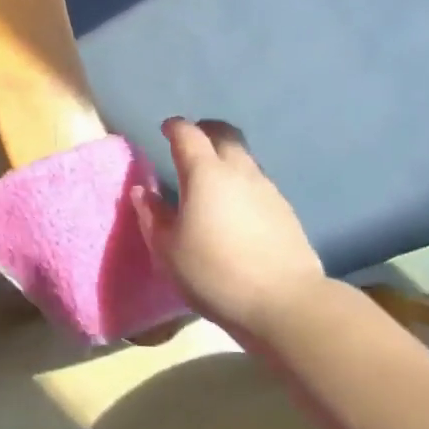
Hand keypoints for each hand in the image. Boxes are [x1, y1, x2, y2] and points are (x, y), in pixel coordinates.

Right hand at [132, 118, 325, 339]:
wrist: (283, 302)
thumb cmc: (213, 273)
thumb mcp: (168, 250)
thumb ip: (152, 216)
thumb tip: (143, 191)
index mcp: (205, 174)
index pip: (188, 134)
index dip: (175, 127)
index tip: (166, 129)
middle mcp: (239, 171)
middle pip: (225, 134)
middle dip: (206, 131)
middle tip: (191, 144)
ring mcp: (267, 189)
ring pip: (245, 158)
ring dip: (226, 159)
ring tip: (212, 181)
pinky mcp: (285, 210)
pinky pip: (258, 183)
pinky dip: (242, 184)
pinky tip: (236, 209)